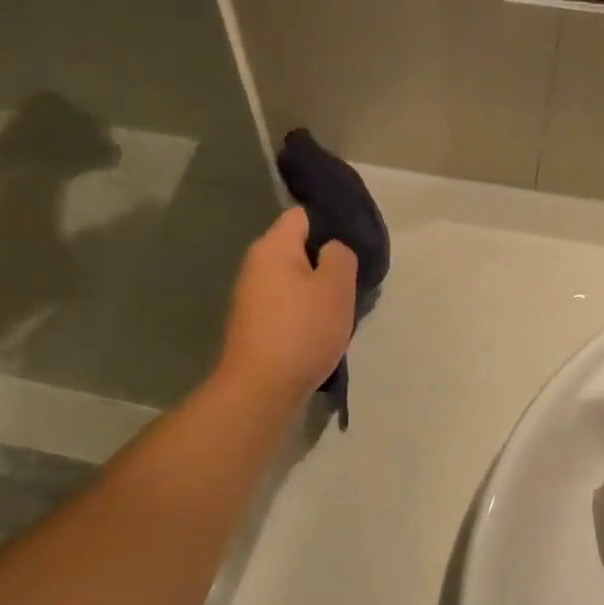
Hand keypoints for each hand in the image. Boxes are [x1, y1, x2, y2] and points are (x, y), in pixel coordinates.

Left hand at [219, 208, 358, 399]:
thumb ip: (340, 256)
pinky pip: (285, 306)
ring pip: (293, 280)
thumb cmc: (302, 330)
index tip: (353, 245)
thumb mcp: (336, 286)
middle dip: (325, 262)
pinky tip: (320, 333)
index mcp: (273, 246)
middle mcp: (255, 265)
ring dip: (316, 292)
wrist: (260, 389)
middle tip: (353, 282)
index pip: (302, 216)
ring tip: (341, 310)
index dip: (330, 225)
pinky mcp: (253, 325)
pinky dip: (303, 314)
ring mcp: (250, 297)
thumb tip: (331, 250)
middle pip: (297, 249)